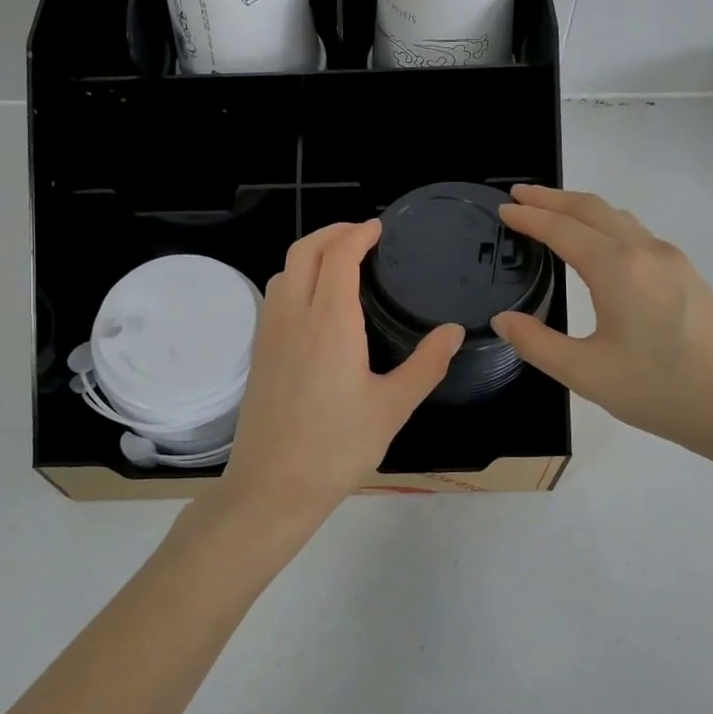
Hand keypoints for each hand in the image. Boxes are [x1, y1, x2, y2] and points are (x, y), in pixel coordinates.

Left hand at [218, 220, 463, 530]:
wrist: (272, 486)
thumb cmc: (337, 447)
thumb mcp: (393, 407)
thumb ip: (426, 364)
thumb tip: (453, 331)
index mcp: (329, 320)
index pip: (339, 255)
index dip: (358, 234)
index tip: (378, 227)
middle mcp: (293, 315)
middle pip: (304, 251)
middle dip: (332, 233)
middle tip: (361, 235)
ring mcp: (269, 333)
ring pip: (284, 271)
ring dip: (310, 254)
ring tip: (340, 263)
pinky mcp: (259, 352)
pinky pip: (275, 296)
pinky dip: (296, 278)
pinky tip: (316, 304)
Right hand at [492, 185, 712, 464]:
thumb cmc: (661, 391)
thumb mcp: (586, 374)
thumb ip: (537, 343)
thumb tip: (504, 320)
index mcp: (617, 269)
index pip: (562, 229)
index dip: (529, 217)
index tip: (502, 209)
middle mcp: (645, 252)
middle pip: (592, 209)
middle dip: (552, 198)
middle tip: (520, 196)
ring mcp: (672, 261)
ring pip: (618, 217)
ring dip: (580, 208)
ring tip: (552, 212)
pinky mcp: (687, 276)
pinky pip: (636, 233)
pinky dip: (605, 224)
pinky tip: (599, 245)